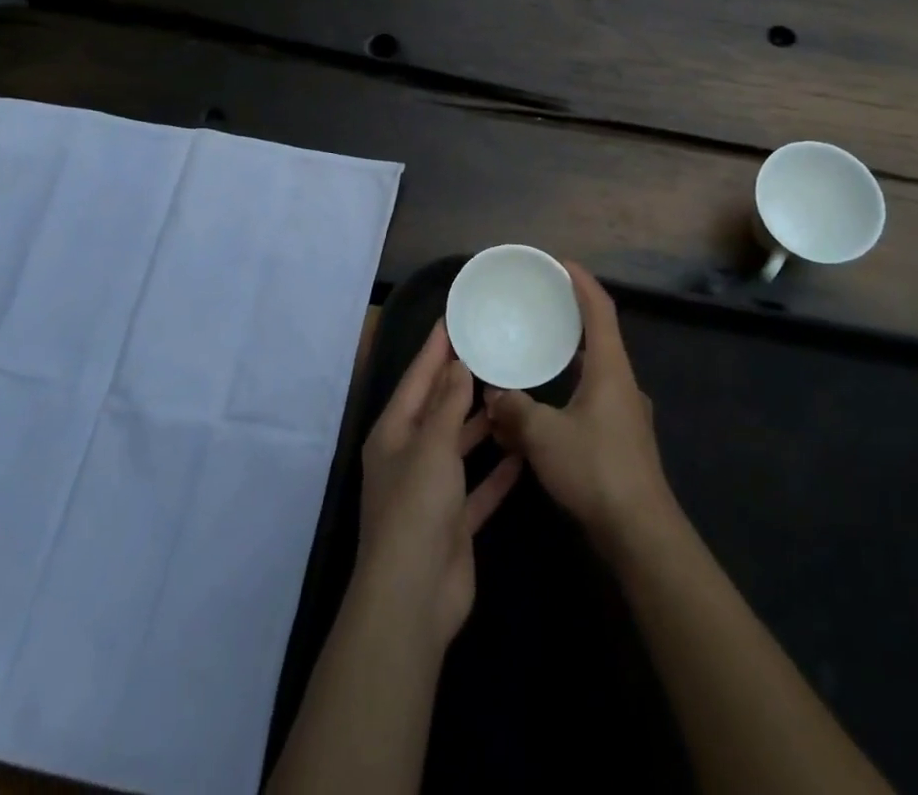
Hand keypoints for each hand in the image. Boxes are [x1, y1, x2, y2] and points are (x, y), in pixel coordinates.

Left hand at [354, 321, 522, 647]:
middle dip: (460, 382)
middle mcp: (410, 456)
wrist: (413, 599)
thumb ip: (447, 405)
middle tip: (491, 350)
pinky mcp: (454, 522)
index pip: (417, 379)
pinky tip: (524, 453)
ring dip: (482, 425)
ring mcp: (432, 492)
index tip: (454, 318)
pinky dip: (498, 472)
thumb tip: (456, 363)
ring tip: (511, 393)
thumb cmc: (416, 508)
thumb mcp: (432, 446)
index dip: (434, 349)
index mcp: (394, 433)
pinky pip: (479, 487)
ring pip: (460, 446)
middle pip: (438, 409)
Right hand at [485, 262, 677, 556]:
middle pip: (600, 339)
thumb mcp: (544, 436)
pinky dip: (569, 395)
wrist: (641, 532)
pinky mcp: (624, 441)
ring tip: (537, 357)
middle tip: (542, 309)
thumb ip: (515, 410)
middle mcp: (623, 384)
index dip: (583, 283)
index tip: (562, 264)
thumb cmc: (596, 469)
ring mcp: (628, 414)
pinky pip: (593, 402)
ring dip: (568, 363)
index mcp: (610, 370)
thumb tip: (493, 396)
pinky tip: (545, 413)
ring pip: (595, 374)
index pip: (600, 311)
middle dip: (572, 321)